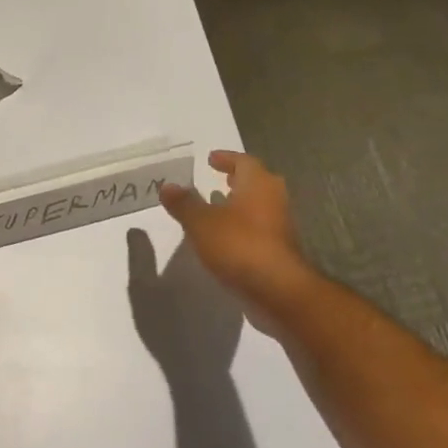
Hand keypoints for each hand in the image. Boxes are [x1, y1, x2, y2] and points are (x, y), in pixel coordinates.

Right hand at [160, 151, 312, 332]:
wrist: (276, 288)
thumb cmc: (239, 245)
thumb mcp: (201, 223)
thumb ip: (184, 203)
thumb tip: (167, 186)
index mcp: (258, 183)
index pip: (244, 161)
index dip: (226, 159)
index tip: (211, 159)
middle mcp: (273, 198)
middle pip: (256, 181)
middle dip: (237, 179)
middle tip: (219, 178)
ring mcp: (280, 224)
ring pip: (258, 204)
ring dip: (239, 202)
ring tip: (217, 206)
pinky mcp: (279, 247)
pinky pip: (258, 226)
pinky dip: (242, 224)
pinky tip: (225, 235)